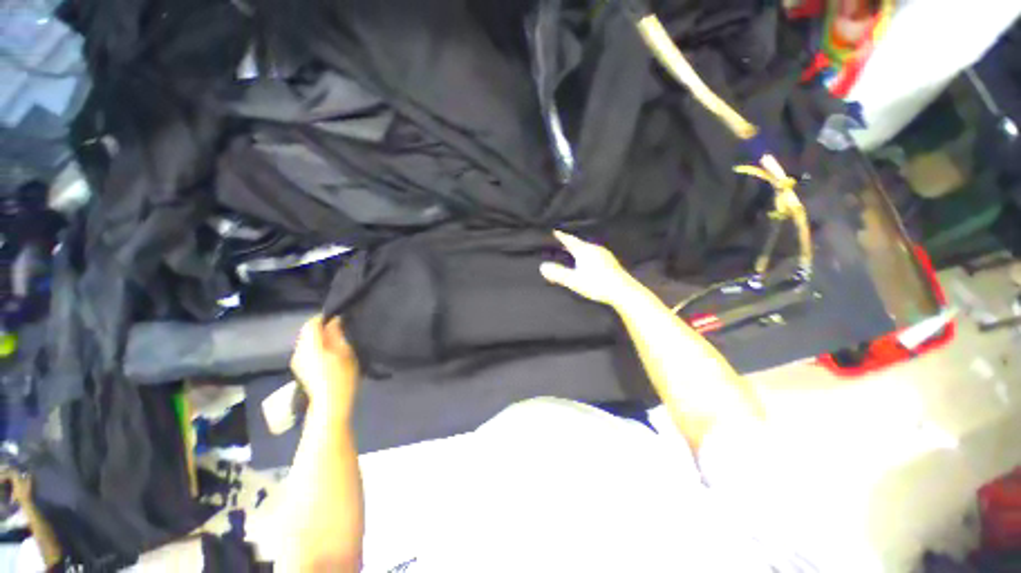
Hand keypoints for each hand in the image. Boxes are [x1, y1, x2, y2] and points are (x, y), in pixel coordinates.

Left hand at [291, 316, 359, 415]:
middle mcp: (298, 351)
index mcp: (309, 345)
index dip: (325, 317)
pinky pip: (306, 350)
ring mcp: (297, 361)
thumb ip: (338, 334)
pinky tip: (329, 354)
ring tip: (337, 340)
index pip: (312, 323)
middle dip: (322, 327)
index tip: (340, 317)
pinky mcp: (299, 369)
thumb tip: (335, 320)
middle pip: (307, 331)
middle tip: (341, 328)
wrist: (329, 406)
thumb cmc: (341, 377)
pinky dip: (317, 347)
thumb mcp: (346, 352)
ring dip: (320, 337)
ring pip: (306, 341)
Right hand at [540, 230, 640, 305]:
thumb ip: (558, 273)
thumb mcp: (574, 280)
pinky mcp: (610, 262)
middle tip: (559, 242)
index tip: (554, 231)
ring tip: (571, 251)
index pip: (569, 240)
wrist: (623, 291)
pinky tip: (587, 261)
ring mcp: (604, 255)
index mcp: (584, 250)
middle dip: (569, 243)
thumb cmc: (597, 284)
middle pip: (578, 243)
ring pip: (587, 248)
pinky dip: (586, 255)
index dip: (561, 236)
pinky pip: (593, 254)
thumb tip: (542, 266)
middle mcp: (594, 249)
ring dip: (578, 249)